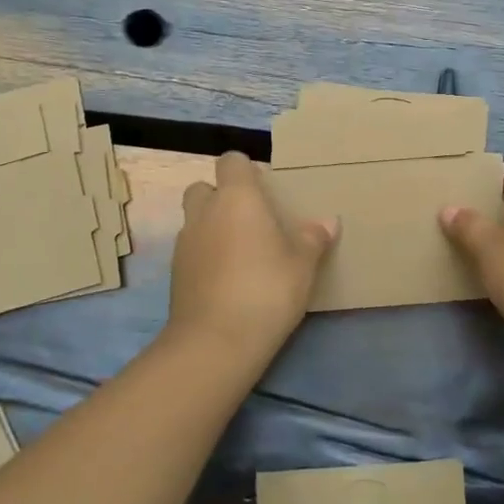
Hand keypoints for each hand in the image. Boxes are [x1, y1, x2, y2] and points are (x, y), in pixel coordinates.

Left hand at [170, 151, 338, 361]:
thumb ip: (313, 238)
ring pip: (194, 220)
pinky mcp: (175, 274)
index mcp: (237, 197)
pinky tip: (227, 279)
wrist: (216, 342)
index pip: (231, 161)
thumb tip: (328, 221)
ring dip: (212, 227)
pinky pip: (191, 251)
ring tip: (240, 252)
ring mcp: (185, 243)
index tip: (264, 188)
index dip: (245, 170)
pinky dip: (205, 256)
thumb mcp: (303, 264)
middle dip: (221, 196)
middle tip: (249, 219)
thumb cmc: (267, 289)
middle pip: (204, 187)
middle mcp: (205, 212)